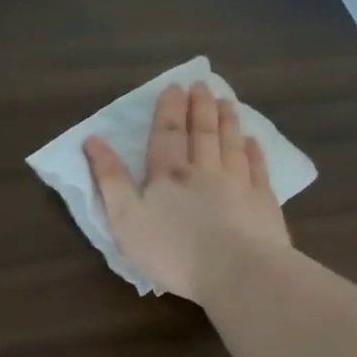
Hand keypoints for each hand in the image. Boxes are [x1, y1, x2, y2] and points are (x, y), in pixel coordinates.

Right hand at [83, 81, 290, 302]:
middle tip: (202, 84)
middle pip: (202, 132)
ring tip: (227, 101)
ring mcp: (238, 184)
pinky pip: (258, 169)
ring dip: (228, 121)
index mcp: (168, 174)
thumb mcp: (125, 218)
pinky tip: (254, 141)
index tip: (174, 86)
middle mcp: (204, 170)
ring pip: (231, 144)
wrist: (237, 272)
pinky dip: (255, 152)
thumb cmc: (172, 250)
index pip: (166, 133)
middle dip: (200, 106)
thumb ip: (109, 179)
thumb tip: (93, 140)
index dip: (169, 108)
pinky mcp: (263, 203)